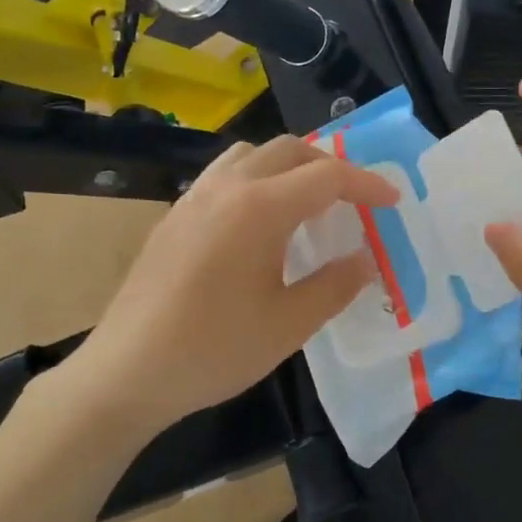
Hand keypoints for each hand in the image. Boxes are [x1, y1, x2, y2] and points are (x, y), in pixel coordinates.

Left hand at [67, 135, 398, 439]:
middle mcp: (226, 188)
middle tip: (354, 202)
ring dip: (289, 167)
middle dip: (330, 167)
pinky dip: (256, 179)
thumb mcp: (288, 325)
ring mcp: (194, 198)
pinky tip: (259, 223)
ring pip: (252, 155)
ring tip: (307, 204)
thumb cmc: (214, 349)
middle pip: (289, 151)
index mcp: (259, 208)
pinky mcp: (174, 215)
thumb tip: (366, 259)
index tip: (393, 202)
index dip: (366, 185)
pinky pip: (224, 175)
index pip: (326, 176)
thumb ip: (335, 285)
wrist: (128, 371)